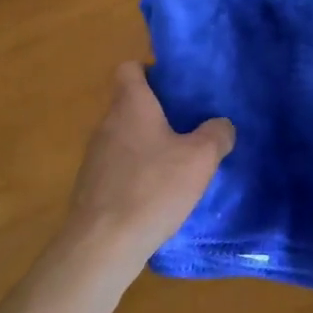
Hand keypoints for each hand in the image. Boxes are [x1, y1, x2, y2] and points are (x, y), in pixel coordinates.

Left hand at [58, 61, 233, 278]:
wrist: (102, 244)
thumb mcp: (199, 159)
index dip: (149, 71)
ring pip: (124, 137)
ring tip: (177, 164)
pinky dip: (136, 173)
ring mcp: (94, 156)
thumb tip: (221, 124)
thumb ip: (216, 134)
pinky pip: (118, 167)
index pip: (128, 68)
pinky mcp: (91, 186)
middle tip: (188, 128)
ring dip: (147, 145)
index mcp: (130, 105)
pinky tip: (157, 196)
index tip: (174, 88)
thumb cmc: (152, 189)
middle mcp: (107, 123)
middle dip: (157, 113)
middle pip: (129, 104)